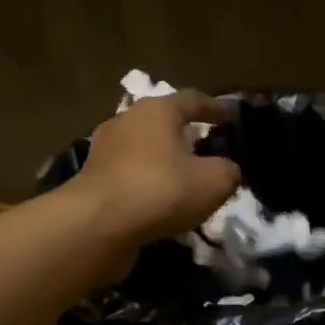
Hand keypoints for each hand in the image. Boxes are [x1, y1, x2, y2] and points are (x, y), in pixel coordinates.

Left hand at [71, 88, 240, 253]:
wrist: (97, 224)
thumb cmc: (161, 191)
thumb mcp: (214, 183)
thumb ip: (228, 171)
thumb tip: (227, 169)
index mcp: (158, 110)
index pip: (194, 100)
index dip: (216, 108)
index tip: (231, 118)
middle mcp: (128, 120)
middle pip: (163, 121)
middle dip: (185, 133)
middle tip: (206, 147)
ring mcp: (105, 149)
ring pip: (143, 148)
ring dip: (163, 159)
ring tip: (182, 177)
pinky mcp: (93, 178)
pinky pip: (129, 173)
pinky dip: (146, 181)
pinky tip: (158, 200)